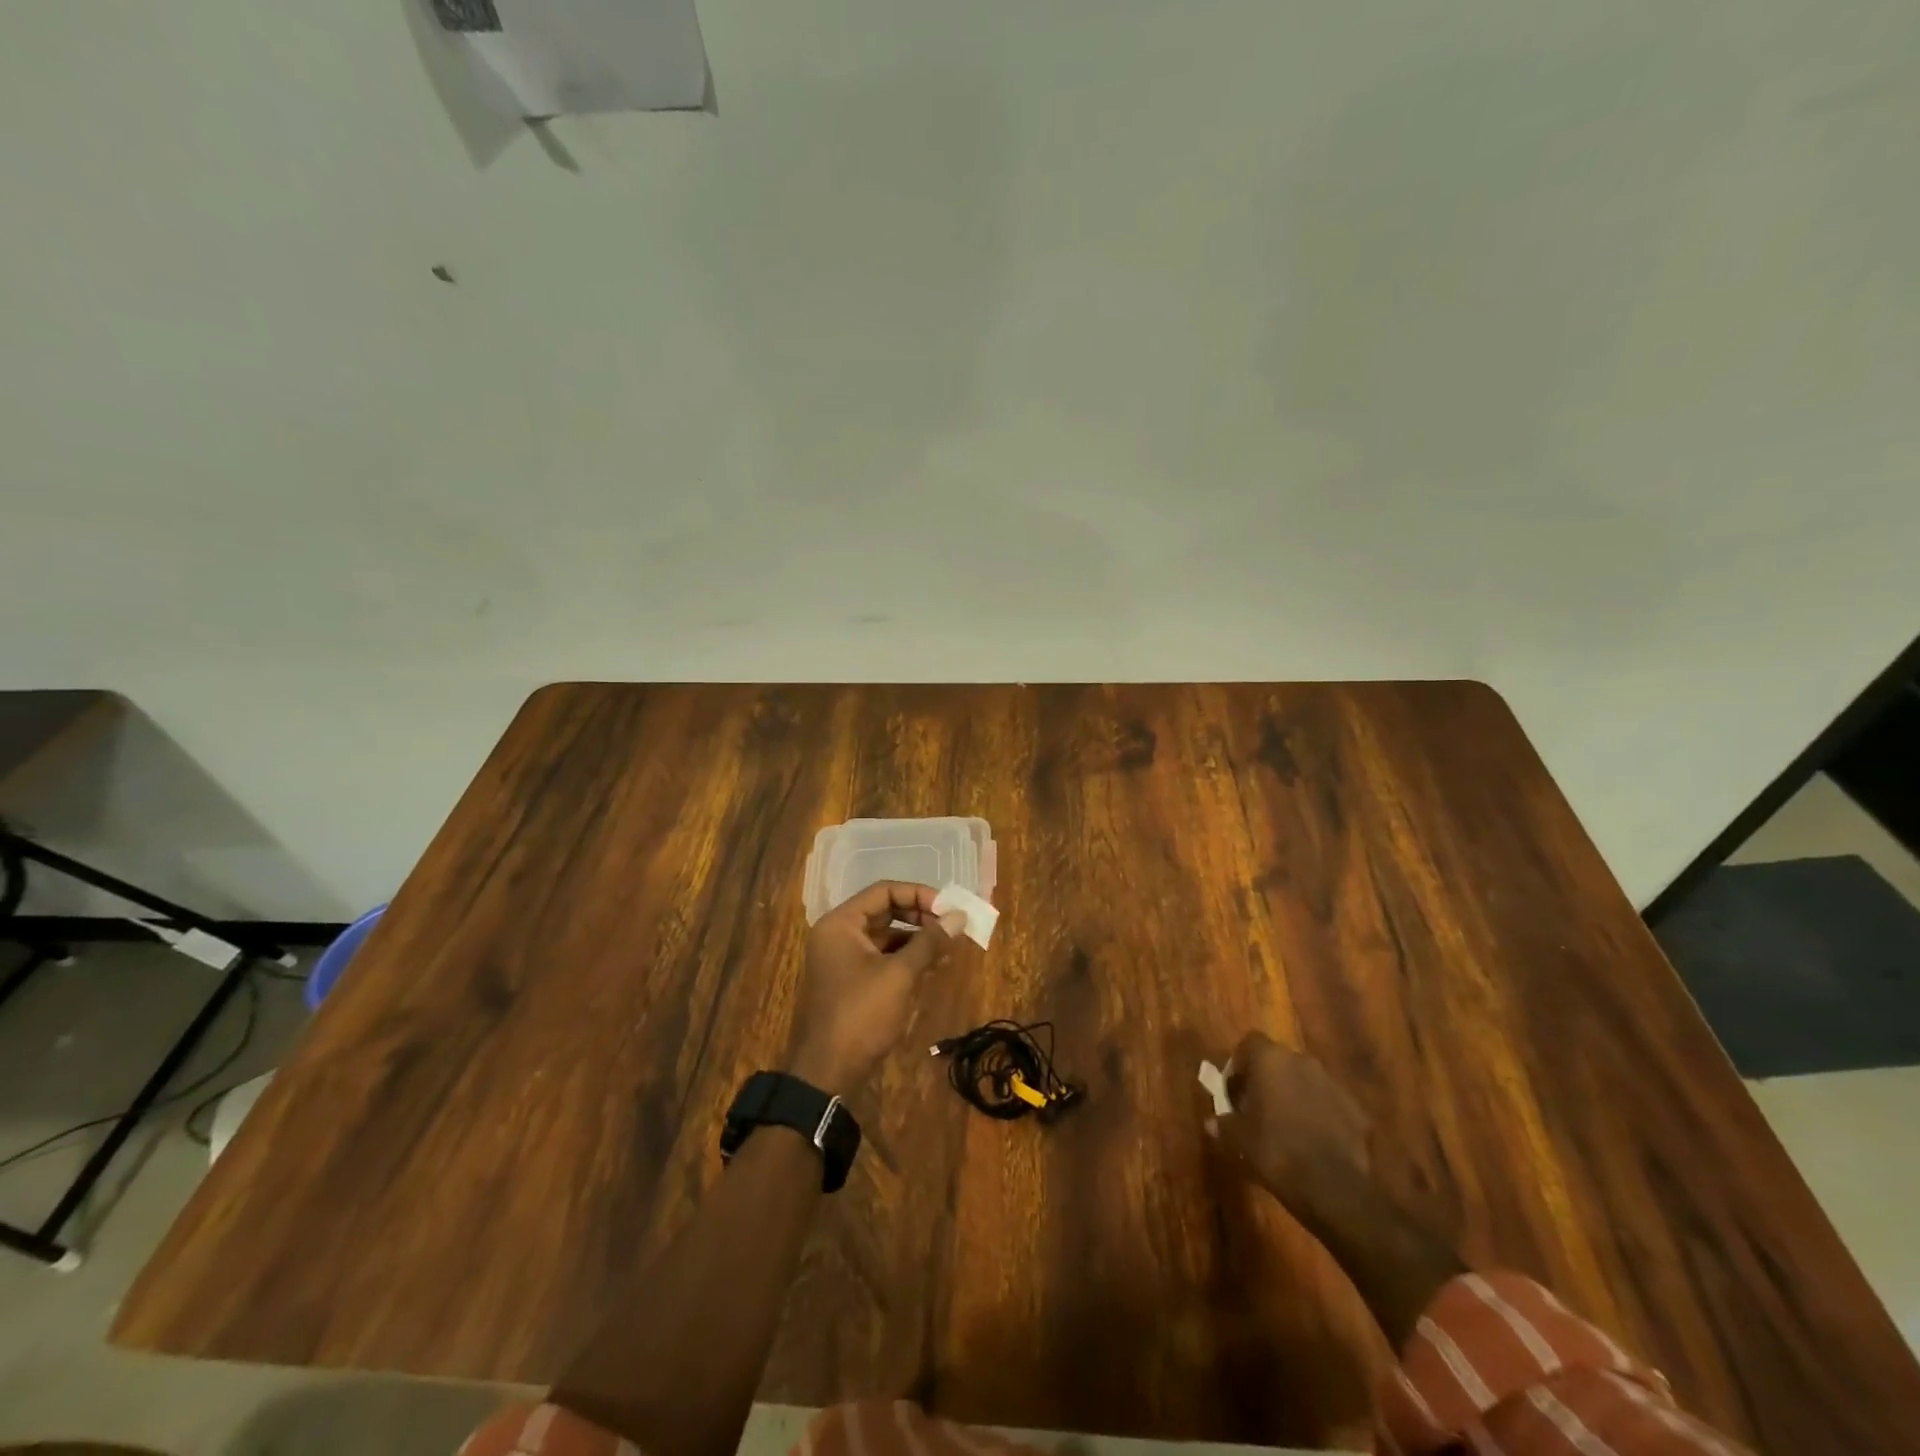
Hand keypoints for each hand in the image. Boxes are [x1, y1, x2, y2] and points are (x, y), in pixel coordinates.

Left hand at [786, 881, 964, 1095]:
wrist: (827, 1073)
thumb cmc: (861, 1015)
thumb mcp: (899, 975)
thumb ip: (930, 942)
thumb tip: (960, 916)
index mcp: (841, 923)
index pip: (884, 892)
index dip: (919, 895)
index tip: (949, 909)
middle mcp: (839, 934)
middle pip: (885, 911)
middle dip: (921, 916)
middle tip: (952, 926)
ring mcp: (843, 959)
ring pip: (886, 936)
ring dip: (917, 938)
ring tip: (949, 947)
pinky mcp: (852, 982)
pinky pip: (883, 958)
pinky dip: (907, 958)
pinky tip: (934, 966)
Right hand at [1208, 1031, 1372, 1226]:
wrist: (1334, 1188)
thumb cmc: (1275, 1151)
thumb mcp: (1237, 1140)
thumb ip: (1223, 1125)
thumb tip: (1213, 1123)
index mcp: (1270, 1059)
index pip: (1249, 1043)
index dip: (1239, 1065)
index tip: (1234, 1091)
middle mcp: (1302, 1061)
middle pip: (1279, 1061)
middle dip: (1268, 1080)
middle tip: (1257, 1109)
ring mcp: (1333, 1084)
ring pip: (1306, 1082)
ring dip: (1295, 1097)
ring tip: (1286, 1128)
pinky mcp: (1357, 1111)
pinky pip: (1329, 1105)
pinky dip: (1320, 1117)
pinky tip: (1313, 1144)